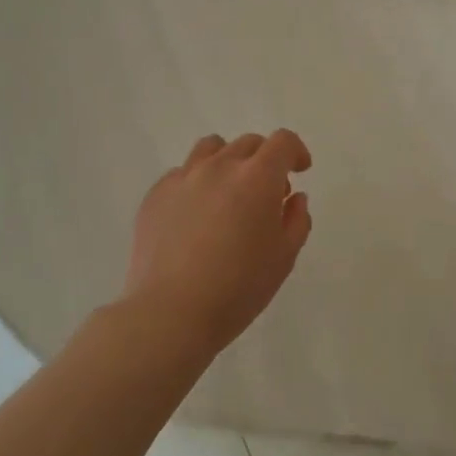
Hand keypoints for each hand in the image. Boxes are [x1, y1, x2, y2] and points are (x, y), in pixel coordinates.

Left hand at [123, 130, 313, 353]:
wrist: (171, 313)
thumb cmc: (238, 288)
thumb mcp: (284, 258)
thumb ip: (297, 220)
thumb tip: (294, 198)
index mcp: (257, 177)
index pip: (282, 142)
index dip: (296, 151)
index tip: (299, 170)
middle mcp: (220, 166)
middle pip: (249, 143)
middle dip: (265, 160)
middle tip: (266, 194)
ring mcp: (184, 177)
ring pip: (212, 148)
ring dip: (229, 161)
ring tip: (229, 193)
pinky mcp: (156, 194)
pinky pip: (182, 173)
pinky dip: (197, 182)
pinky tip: (196, 214)